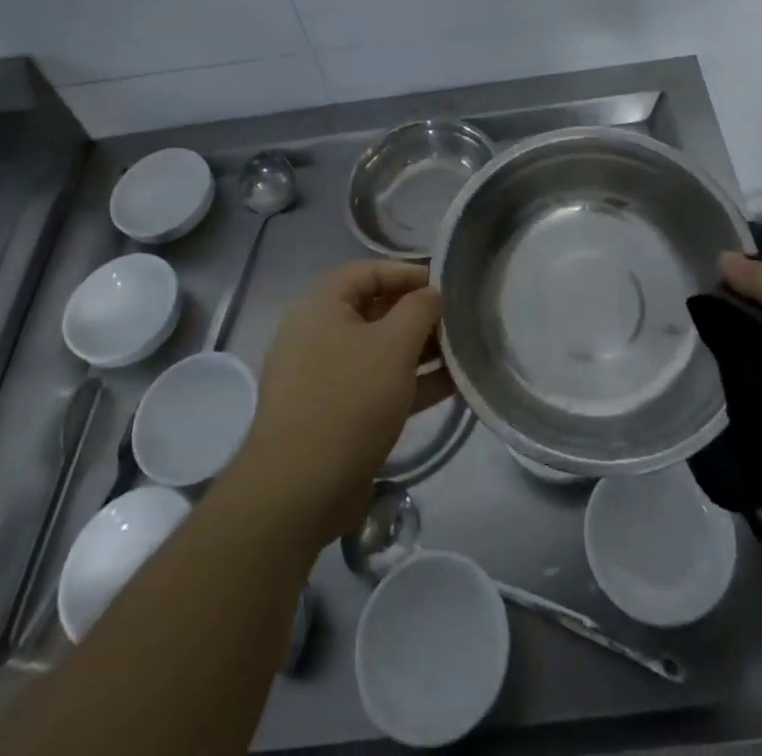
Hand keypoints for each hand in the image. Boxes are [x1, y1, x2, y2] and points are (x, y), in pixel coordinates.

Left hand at [240, 261, 453, 547]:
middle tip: (458, 322)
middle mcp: (318, 334)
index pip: (368, 271)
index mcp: (321, 305)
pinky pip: (376, 385)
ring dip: (419, 351)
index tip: (445, 286)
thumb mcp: (394, 344)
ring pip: (379, 351)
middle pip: (375, 310)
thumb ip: (420, 308)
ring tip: (462, 354)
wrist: (299, 489)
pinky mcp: (335, 414)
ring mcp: (324, 376)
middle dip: (418, 315)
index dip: (408, 273)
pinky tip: (450, 387)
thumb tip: (432, 295)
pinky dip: (409, 383)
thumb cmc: (349, 399)